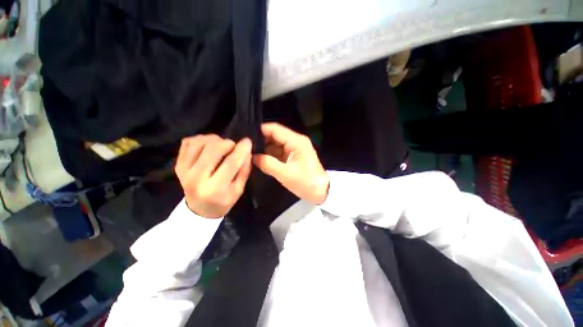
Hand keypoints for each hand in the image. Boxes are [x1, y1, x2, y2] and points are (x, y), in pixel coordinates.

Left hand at [175, 135, 251, 218]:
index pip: (230, 163)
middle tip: (233, 147)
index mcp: (214, 188)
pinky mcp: (177, 164)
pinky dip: (201, 139)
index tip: (248, 141)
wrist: (198, 209)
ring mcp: (184, 170)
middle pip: (213, 149)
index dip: (241, 150)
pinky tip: (209, 145)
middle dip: (228, 143)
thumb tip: (247, 151)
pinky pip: (188, 142)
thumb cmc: (223, 201)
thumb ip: (244, 170)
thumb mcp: (239, 190)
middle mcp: (196, 178)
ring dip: (215, 140)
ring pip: (200, 142)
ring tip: (221, 146)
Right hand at [253, 123, 328, 204]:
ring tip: (249, 152)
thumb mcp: (285, 174)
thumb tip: (252, 157)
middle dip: (261, 140)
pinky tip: (259, 158)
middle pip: (275, 135)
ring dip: (265, 148)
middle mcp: (295, 141)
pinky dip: (270, 154)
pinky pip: (279, 152)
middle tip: (245, 146)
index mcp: (296, 141)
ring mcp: (295, 148)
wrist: (321, 192)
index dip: (261, 130)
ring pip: (276, 144)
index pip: (275, 129)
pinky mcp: (293, 156)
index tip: (246, 135)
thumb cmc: (306, 182)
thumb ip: (268, 164)